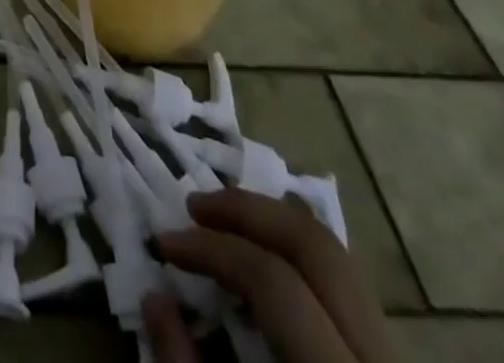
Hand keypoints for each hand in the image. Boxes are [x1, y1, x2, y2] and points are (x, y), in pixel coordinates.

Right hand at [144, 190, 394, 362]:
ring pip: (339, 258)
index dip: (211, 249)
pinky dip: (300, 257)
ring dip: (273, 224)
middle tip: (194, 206)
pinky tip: (266, 256)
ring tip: (223, 220)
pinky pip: (348, 289)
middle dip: (247, 211)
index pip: (273, 280)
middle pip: (316, 248)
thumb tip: (154, 297)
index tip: (163, 244)